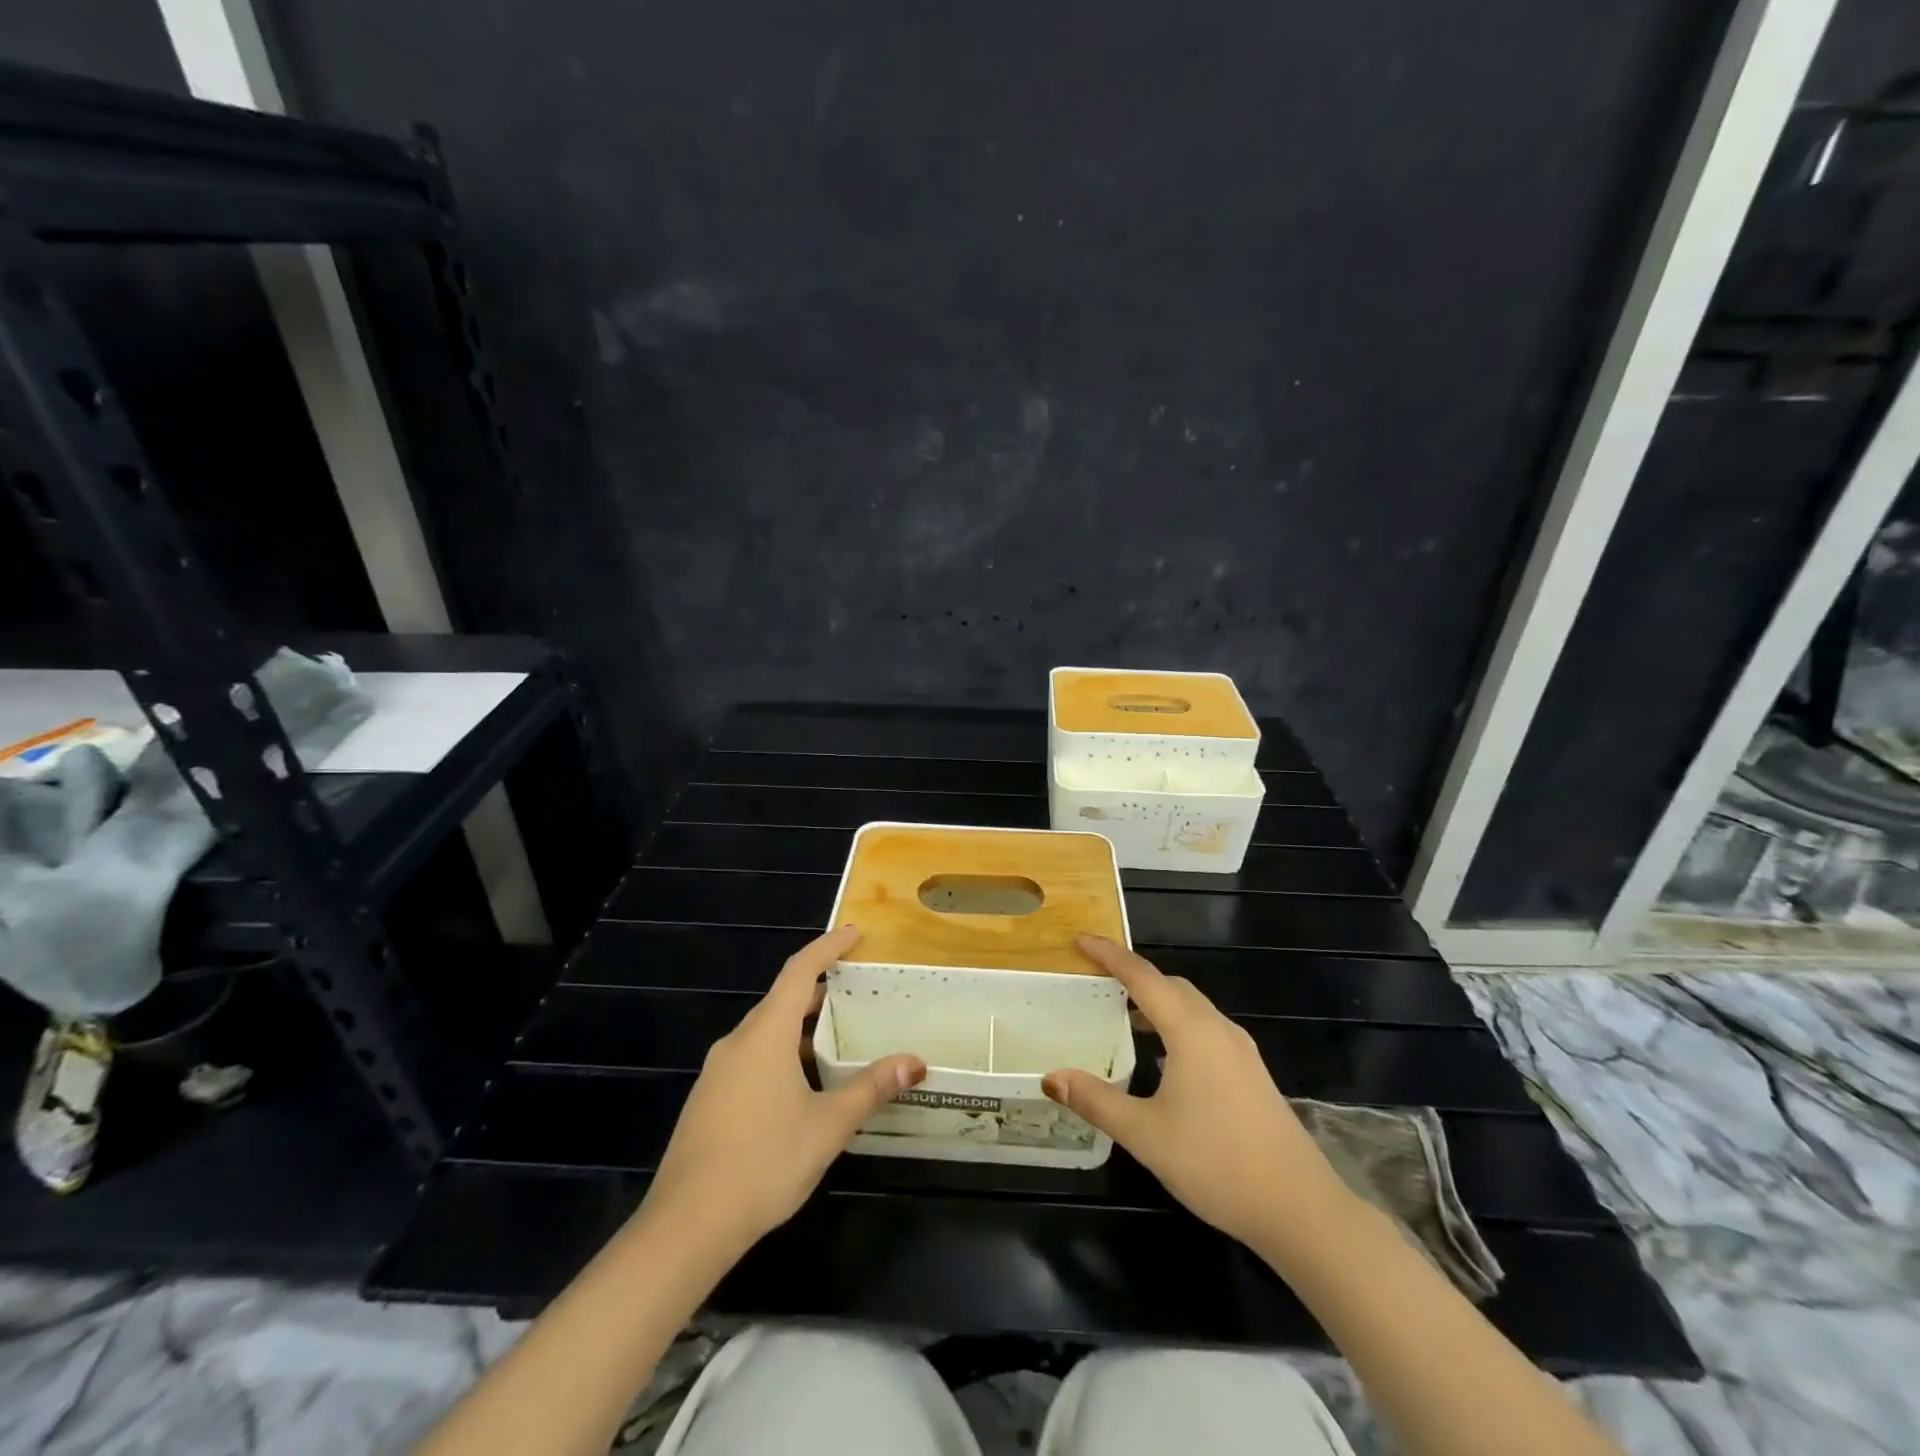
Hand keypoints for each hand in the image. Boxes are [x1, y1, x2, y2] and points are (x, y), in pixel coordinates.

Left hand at [640, 925, 925, 1255]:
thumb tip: (915, 1062)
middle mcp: (738, 1042)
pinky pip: (752, 1057)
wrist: (686, 1226)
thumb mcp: (828, 1125)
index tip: (855, 933)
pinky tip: (800, 1086)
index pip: (799, 972)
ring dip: (800, 1025)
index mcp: (765, 1035)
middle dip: (819, 988)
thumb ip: (871, 1089)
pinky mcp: (709, 1100)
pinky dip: (782, 1052)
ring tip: (835, 1038)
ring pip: (765, 1031)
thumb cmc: (763, 1163)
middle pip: (781, 999)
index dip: (828, 947)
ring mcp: (718, 1072)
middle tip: (856, 989)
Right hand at [1043, 935, 1349, 1249]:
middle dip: (1133, 976)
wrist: (1300, 1208)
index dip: (1109, 955)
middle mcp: (1218, 1029)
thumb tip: (1050, 1077)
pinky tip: (1162, 1058)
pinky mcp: (1251, 1073)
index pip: (1142, 977)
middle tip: (1096, 979)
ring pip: (1191, 1008)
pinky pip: (1205, 1030)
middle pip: (1170, 986)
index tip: (1079, 940)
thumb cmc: (1216, 1163)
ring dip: (1156, 1002)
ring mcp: (1240, 1051)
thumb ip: (1096, 1101)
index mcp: (1191, 1030)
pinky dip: (1176, 1025)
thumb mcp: (1145, 1134)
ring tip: (1122, 1016)